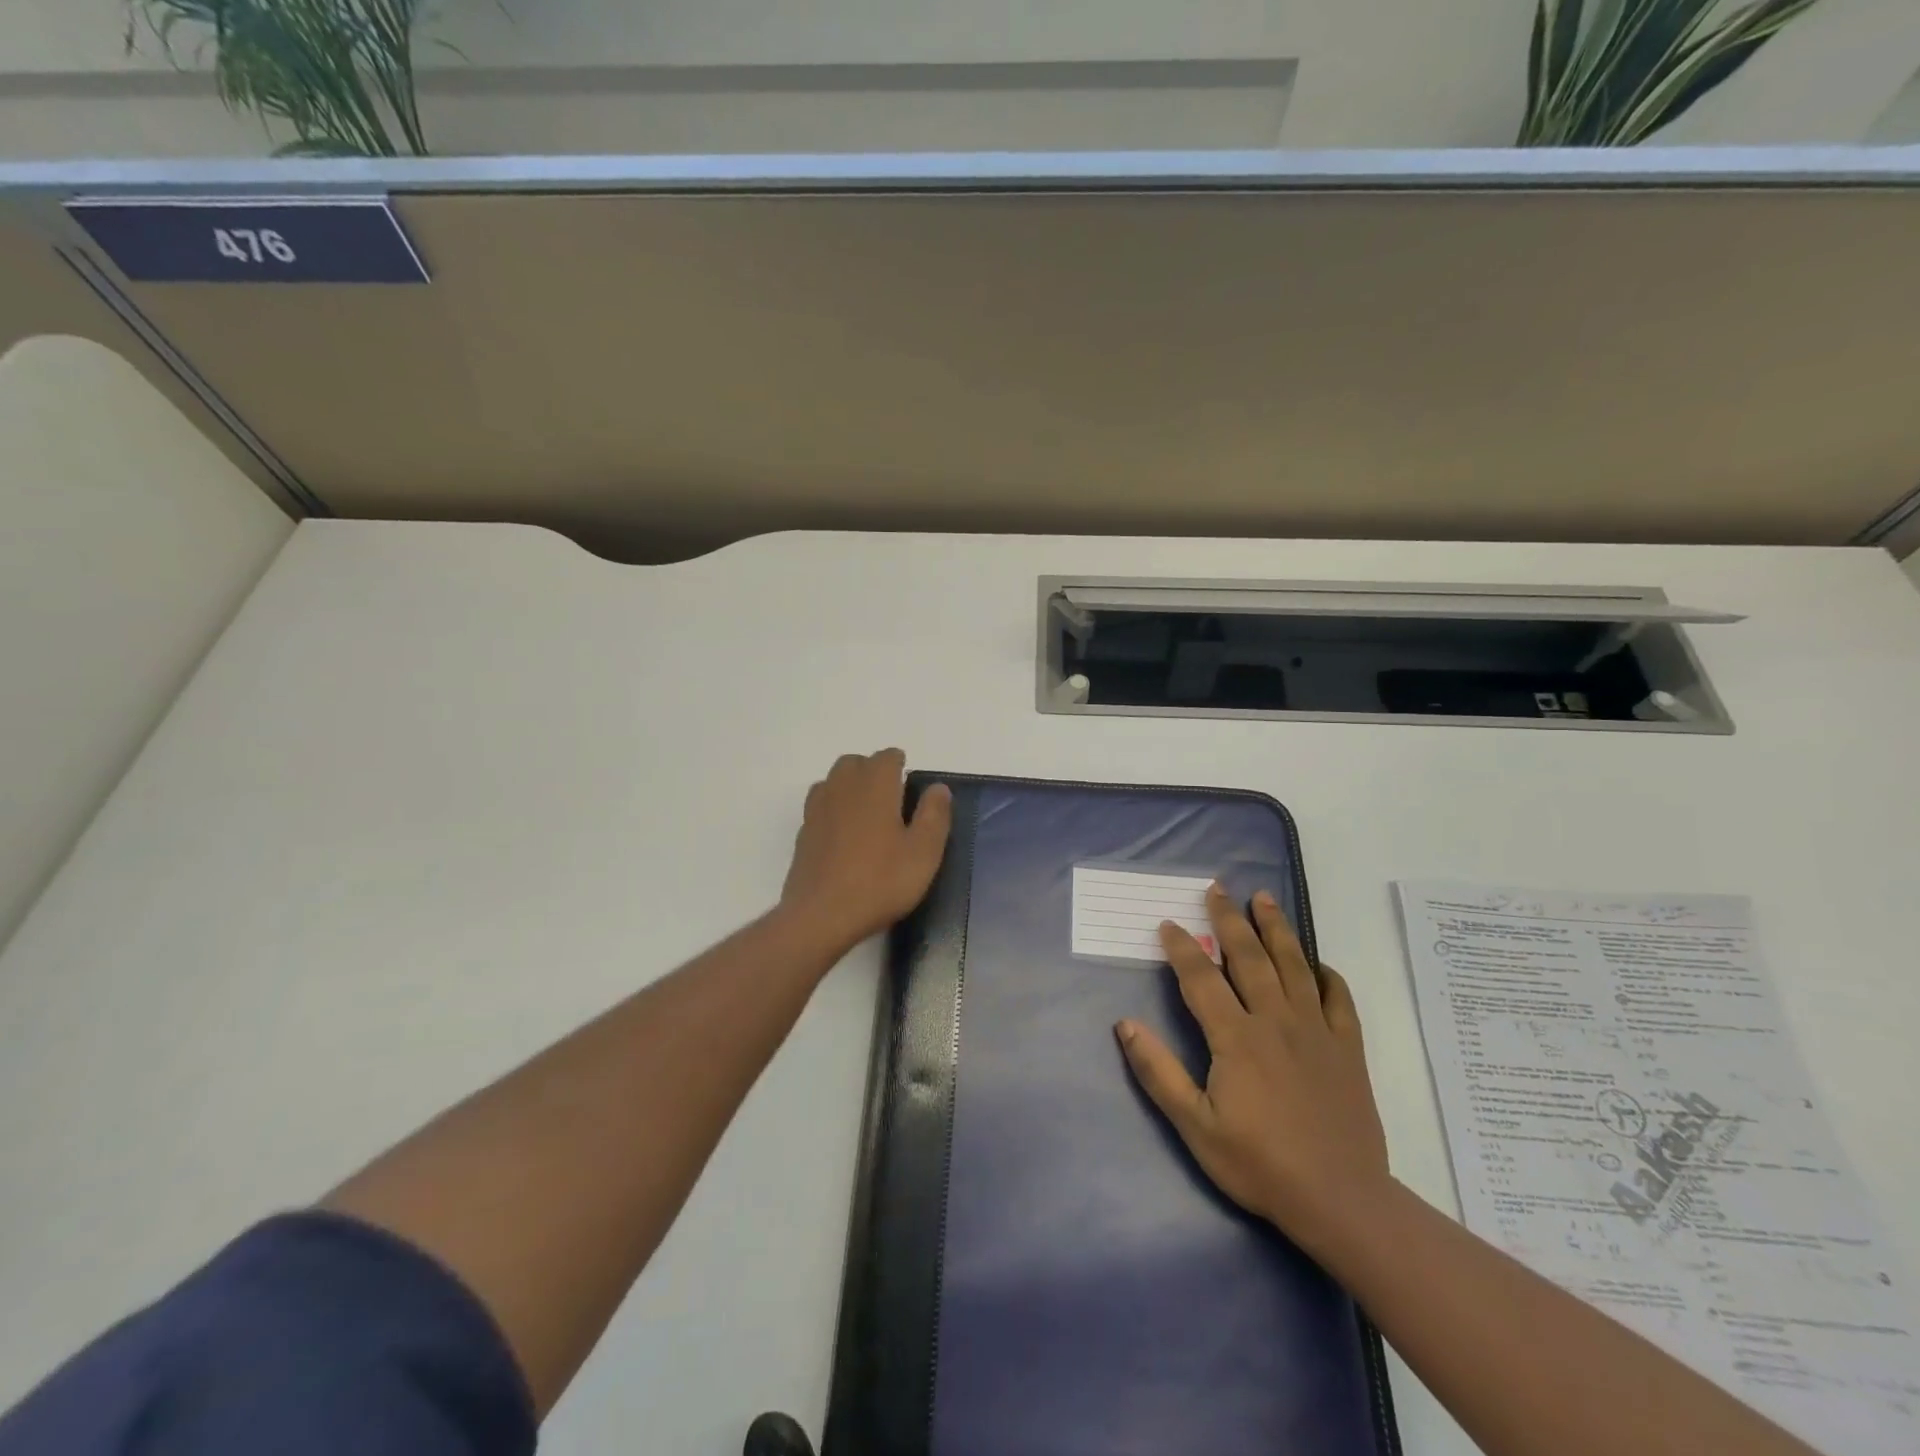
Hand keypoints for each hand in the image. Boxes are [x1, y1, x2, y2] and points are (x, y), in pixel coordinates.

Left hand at [778, 750, 951, 952]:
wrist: (820, 916)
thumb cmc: (880, 882)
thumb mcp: (923, 852)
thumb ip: (934, 815)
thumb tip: (938, 788)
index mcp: (875, 786)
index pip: (887, 757)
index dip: (900, 765)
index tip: (911, 786)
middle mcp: (843, 788)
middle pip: (856, 762)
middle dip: (873, 771)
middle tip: (892, 798)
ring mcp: (818, 809)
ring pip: (834, 780)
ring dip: (851, 786)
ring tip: (868, 813)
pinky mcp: (804, 832)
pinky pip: (820, 805)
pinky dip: (834, 808)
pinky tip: (845, 834)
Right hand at [1115, 883, 1389, 1255]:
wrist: (1341, 1201)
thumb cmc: (1260, 1164)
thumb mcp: (1195, 1126)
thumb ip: (1158, 1072)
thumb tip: (1125, 1024)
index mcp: (1236, 1037)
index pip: (1201, 978)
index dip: (1181, 947)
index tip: (1167, 923)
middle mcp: (1275, 1021)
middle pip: (1249, 957)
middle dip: (1229, 919)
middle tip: (1217, 889)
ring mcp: (1316, 1031)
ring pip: (1294, 966)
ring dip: (1276, 929)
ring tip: (1264, 898)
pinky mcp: (1348, 1049)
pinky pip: (1339, 1000)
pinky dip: (1328, 975)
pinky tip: (1318, 963)